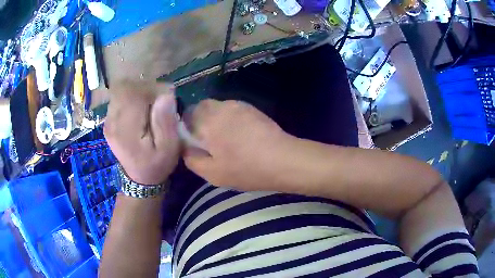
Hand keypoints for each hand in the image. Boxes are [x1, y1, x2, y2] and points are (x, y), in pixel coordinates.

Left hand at [104, 81, 179, 184]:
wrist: (140, 179)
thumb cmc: (157, 164)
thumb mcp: (169, 148)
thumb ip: (166, 122)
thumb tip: (166, 95)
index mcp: (126, 128)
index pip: (134, 92)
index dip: (152, 88)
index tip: (166, 97)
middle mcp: (112, 121)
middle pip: (125, 87)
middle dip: (144, 88)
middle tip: (157, 101)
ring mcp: (108, 120)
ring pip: (121, 90)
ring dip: (137, 92)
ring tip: (149, 105)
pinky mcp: (109, 120)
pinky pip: (118, 97)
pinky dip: (131, 97)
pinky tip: (140, 110)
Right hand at [184, 99, 291, 189]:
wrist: (282, 160)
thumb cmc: (246, 169)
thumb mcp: (213, 174)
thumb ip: (192, 159)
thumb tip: (186, 148)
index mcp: (208, 122)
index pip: (186, 115)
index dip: (186, 128)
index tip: (193, 141)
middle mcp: (221, 108)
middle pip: (201, 107)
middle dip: (199, 120)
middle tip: (208, 140)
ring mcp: (238, 105)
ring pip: (217, 107)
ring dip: (215, 118)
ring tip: (225, 138)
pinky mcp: (251, 108)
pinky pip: (231, 109)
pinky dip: (229, 118)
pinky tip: (239, 134)